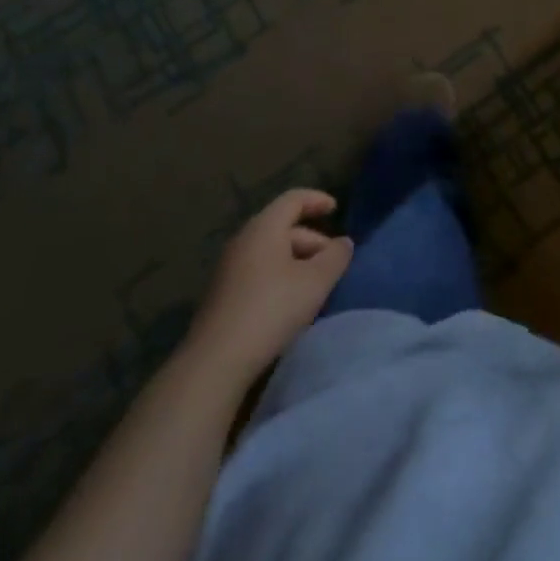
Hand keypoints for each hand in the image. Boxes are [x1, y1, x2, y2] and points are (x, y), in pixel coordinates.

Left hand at [187, 189, 353, 380]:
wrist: (216, 361)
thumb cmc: (272, 309)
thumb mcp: (316, 282)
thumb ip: (335, 257)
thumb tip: (343, 243)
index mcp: (264, 228)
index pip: (293, 199)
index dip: (317, 200)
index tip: (335, 209)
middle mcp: (243, 240)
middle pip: (283, 227)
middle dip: (312, 240)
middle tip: (332, 262)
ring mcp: (229, 268)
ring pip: (271, 252)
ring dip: (296, 261)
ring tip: (315, 285)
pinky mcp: (222, 294)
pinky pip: (258, 271)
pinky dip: (280, 276)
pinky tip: (290, 302)